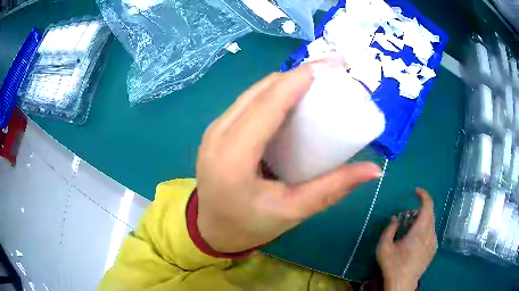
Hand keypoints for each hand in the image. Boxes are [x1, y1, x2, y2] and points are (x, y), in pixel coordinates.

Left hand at [196, 58, 381, 252]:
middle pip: (261, 90)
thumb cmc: (248, 225)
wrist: (211, 230)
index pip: (268, 104)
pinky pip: (247, 102)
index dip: (298, 79)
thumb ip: (333, 188)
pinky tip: (293, 97)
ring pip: (253, 92)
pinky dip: (272, 93)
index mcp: (234, 156)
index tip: (329, 66)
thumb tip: (373, 170)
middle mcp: (219, 134)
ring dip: (285, 81)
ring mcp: (214, 130)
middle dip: (297, 74)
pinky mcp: (217, 131)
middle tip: (331, 71)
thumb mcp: (292, 211)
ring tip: (317, 80)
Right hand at [376, 188, 437, 290]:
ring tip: (411, 229)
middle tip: (408, 215)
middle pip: (430, 213)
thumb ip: (389, 230)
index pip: (428, 205)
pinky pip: (432, 233)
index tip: (416, 191)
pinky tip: (415, 241)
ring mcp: (433, 242)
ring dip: (423, 220)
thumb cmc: (393, 265)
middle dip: (421, 208)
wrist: (403, 283)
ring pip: (431, 223)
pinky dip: (425, 229)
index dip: (423, 195)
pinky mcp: (433, 249)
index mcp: (420, 230)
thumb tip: (395, 219)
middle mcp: (430, 233)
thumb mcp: (384, 247)